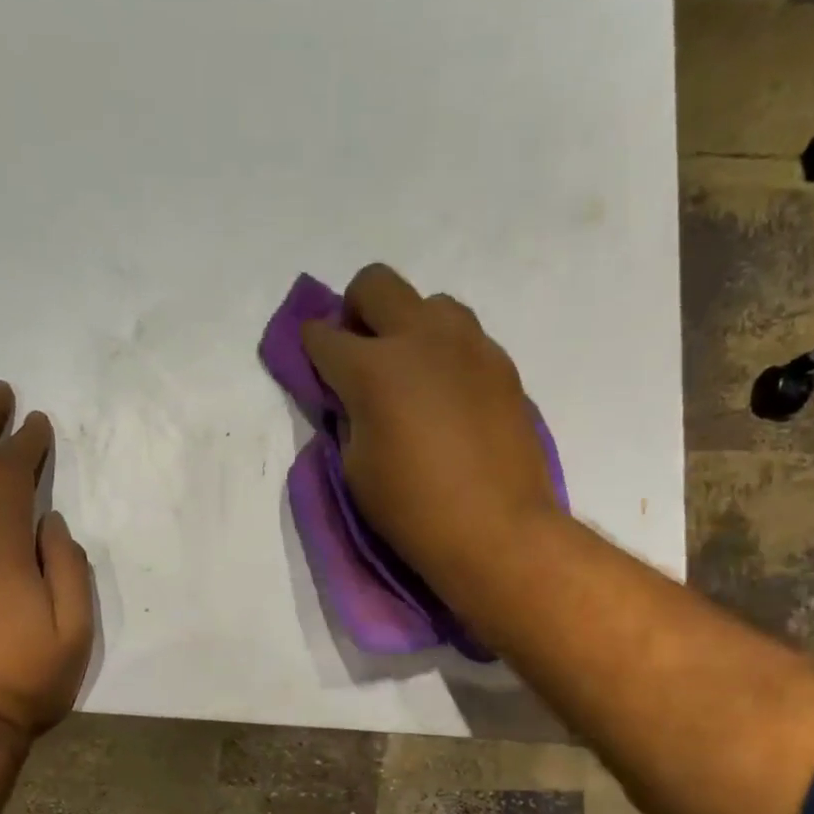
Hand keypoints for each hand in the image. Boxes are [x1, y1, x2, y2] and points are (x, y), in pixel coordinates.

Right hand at [302, 263, 561, 599]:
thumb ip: (348, 417)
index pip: (322, 335)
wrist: (497, 530)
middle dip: (355, 309)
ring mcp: (469, 346)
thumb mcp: (354, 467)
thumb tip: (353, 396)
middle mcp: (421, 339)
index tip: (314, 363)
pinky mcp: (502, 365)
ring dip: (409, 326)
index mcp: (372, 368)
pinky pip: (466, 337)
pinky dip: (446, 354)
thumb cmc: (412, 509)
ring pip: (430, 303)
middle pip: (375, 284)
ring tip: (412, 373)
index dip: (310, 347)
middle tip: (359, 351)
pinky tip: (448, 396)